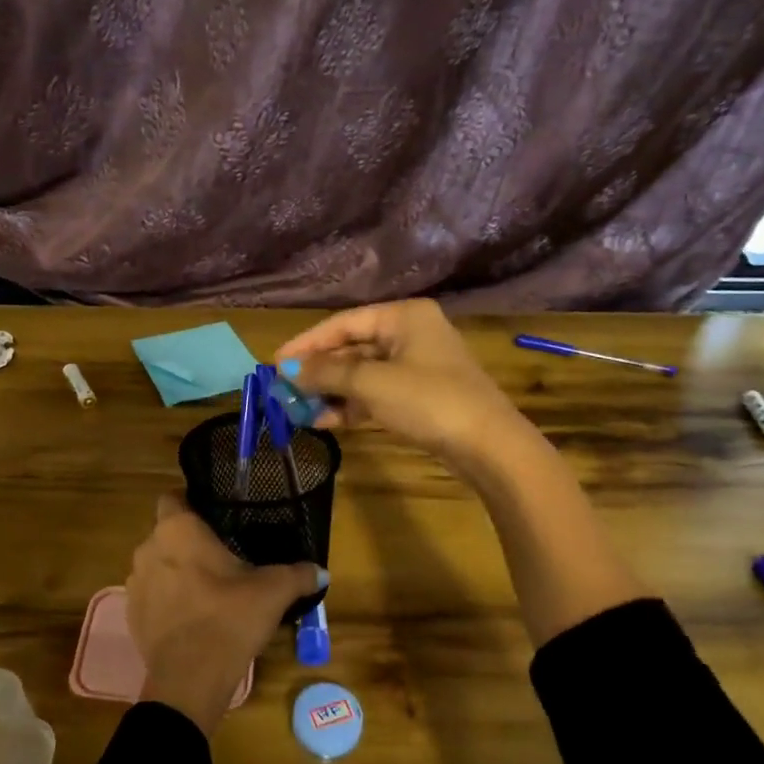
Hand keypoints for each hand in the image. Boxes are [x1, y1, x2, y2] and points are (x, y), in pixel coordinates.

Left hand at [126, 494, 324, 735]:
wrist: (189, 680)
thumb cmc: (228, 618)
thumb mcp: (273, 592)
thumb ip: (298, 574)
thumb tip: (321, 571)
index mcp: (177, 529)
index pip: (173, 497)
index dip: (192, 501)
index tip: (216, 515)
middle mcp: (148, 548)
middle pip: (167, 532)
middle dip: (190, 540)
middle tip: (222, 554)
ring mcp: (135, 582)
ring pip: (158, 563)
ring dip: (177, 570)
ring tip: (208, 587)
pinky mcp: (131, 614)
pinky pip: (152, 594)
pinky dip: (168, 598)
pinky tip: (193, 615)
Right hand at [274, 300, 531, 471]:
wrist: (488, 446)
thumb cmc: (428, 400)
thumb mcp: (372, 383)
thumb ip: (327, 373)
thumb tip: (287, 370)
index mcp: (403, 316)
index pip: (343, 323)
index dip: (306, 344)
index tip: (275, 364)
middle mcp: (409, 334)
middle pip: (352, 348)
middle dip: (317, 371)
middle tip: (283, 389)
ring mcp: (416, 367)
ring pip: (362, 374)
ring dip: (330, 391)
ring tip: (297, 409)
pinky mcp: (419, 397)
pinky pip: (375, 394)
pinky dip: (351, 405)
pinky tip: (323, 420)